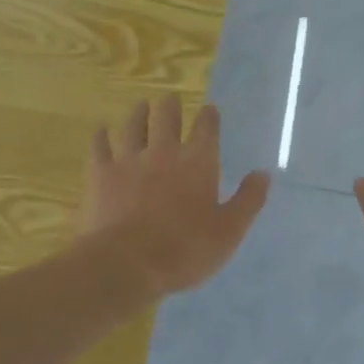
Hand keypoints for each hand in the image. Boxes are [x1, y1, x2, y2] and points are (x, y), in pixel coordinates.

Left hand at [78, 95, 270, 297]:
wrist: (127, 264)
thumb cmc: (185, 250)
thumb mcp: (229, 231)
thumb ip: (248, 200)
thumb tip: (264, 174)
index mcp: (198, 163)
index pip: (206, 129)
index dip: (209, 117)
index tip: (209, 109)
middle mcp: (164, 152)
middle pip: (166, 117)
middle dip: (170, 106)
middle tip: (170, 99)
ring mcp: (129, 160)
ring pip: (132, 125)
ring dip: (138, 113)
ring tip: (141, 106)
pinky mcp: (100, 174)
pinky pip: (100, 146)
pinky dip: (101, 136)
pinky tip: (101, 130)